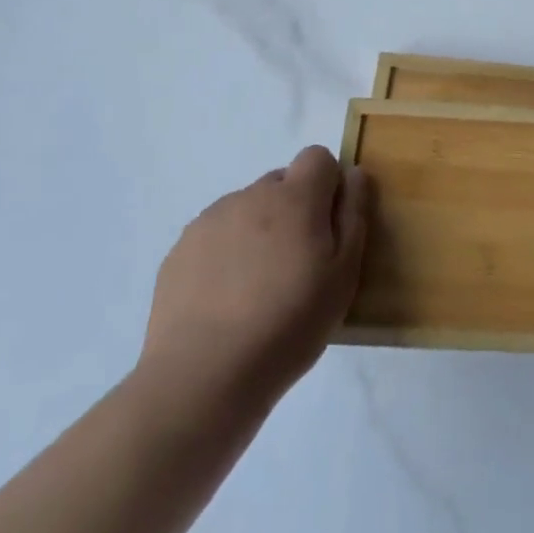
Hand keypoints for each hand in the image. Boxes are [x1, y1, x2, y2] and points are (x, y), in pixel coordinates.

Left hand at [131, 146, 368, 437]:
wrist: (203, 375)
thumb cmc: (290, 323)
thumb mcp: (344, 274)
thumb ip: (353, 215)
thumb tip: (354, 174)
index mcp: (295, 197)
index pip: (317, 157)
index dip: (328, 184)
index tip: (330, 226)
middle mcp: (251, 196)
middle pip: (281, 182)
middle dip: (295, 208)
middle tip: (298, 262)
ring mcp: (210, 221)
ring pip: (247, 209)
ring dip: (259, 230)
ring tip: (259, 286)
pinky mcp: (180, 250)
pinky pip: (216, 235)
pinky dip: (227, 254)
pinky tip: (227, 299)